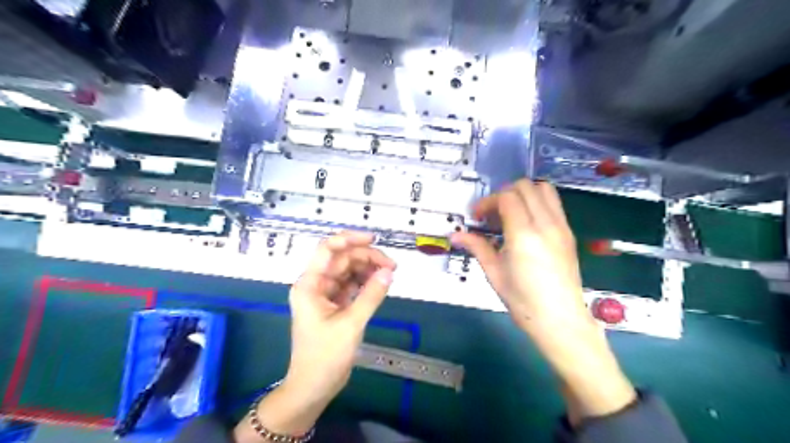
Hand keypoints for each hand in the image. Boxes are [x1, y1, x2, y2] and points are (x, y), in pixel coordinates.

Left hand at [286, 231, 392, 404]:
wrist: (313, 387)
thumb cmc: (325, 356)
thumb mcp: (351, 324)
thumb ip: (371, 295)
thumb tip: (388, 272)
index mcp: (310, 284)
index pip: (328, 249)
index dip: (350, 239)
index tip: (374, 240)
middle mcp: (316, 284)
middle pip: (342, 259)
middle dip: (366, 258)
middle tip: (392, 267)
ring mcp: (325, 294)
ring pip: (348, 271)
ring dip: (368, 269)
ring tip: (390, 274)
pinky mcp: (334, 304)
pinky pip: (351, 285)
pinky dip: (365, 282)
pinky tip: (380, 283)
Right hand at [450, 178, 592, 337]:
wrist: (560, 320)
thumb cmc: (523, 301)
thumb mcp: (494, 273)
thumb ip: (476, 247)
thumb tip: (455, 235)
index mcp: (524, 234)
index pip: (507, 197)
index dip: (488, 202)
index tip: (477, 217)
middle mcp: (546, 224)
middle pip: (526, 186)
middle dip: (504, 194)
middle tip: (492, 215)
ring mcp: (561, 227)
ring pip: (544, 190)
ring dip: (523, 194)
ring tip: (510, 215)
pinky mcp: (569, 233)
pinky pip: (553, 204)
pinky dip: (537, 203)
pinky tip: (526, 226)